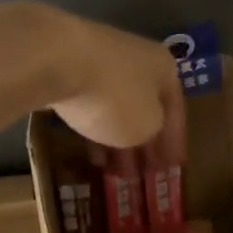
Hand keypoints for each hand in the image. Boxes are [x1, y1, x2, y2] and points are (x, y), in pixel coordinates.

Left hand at [44, 9, 185, 162]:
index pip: (176, 111)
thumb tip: (145, 129)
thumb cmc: (116, 96)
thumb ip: (153, 131)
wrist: (57, 61)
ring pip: (116, 107)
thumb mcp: (146, 126)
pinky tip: (91, 154)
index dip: (175, 143)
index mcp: (164, 67)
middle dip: (144, 144)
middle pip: (144, 108)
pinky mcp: (70, 67)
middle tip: (143, 175)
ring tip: (115, 172)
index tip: (172, 169)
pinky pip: (91, 104)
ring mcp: (101, 60)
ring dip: (118, 141)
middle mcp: (137, 58)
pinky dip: (95, 128)